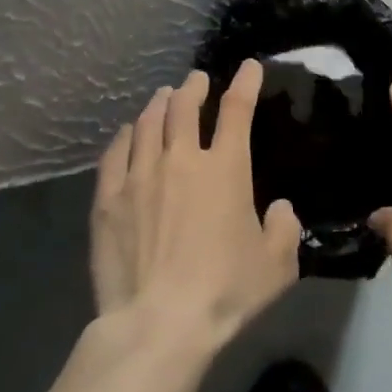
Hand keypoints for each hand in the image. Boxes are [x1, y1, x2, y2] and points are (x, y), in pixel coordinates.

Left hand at [91, 62, 300, 348]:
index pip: (237, 110)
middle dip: (193, 87)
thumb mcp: (277, 266)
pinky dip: (125, 135)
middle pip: (184, 106)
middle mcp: (182, 159)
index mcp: (226, 168)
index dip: (245, 83)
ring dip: (159, 103)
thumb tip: (279, 209)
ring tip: (163, 97)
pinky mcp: (108, 199)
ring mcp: (140, 175)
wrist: (158, 324)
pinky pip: (115, 152)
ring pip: (147, 122)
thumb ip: (284, 230)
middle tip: (196, 81)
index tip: (248, 67)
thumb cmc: (225, 292)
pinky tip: (127, 132)